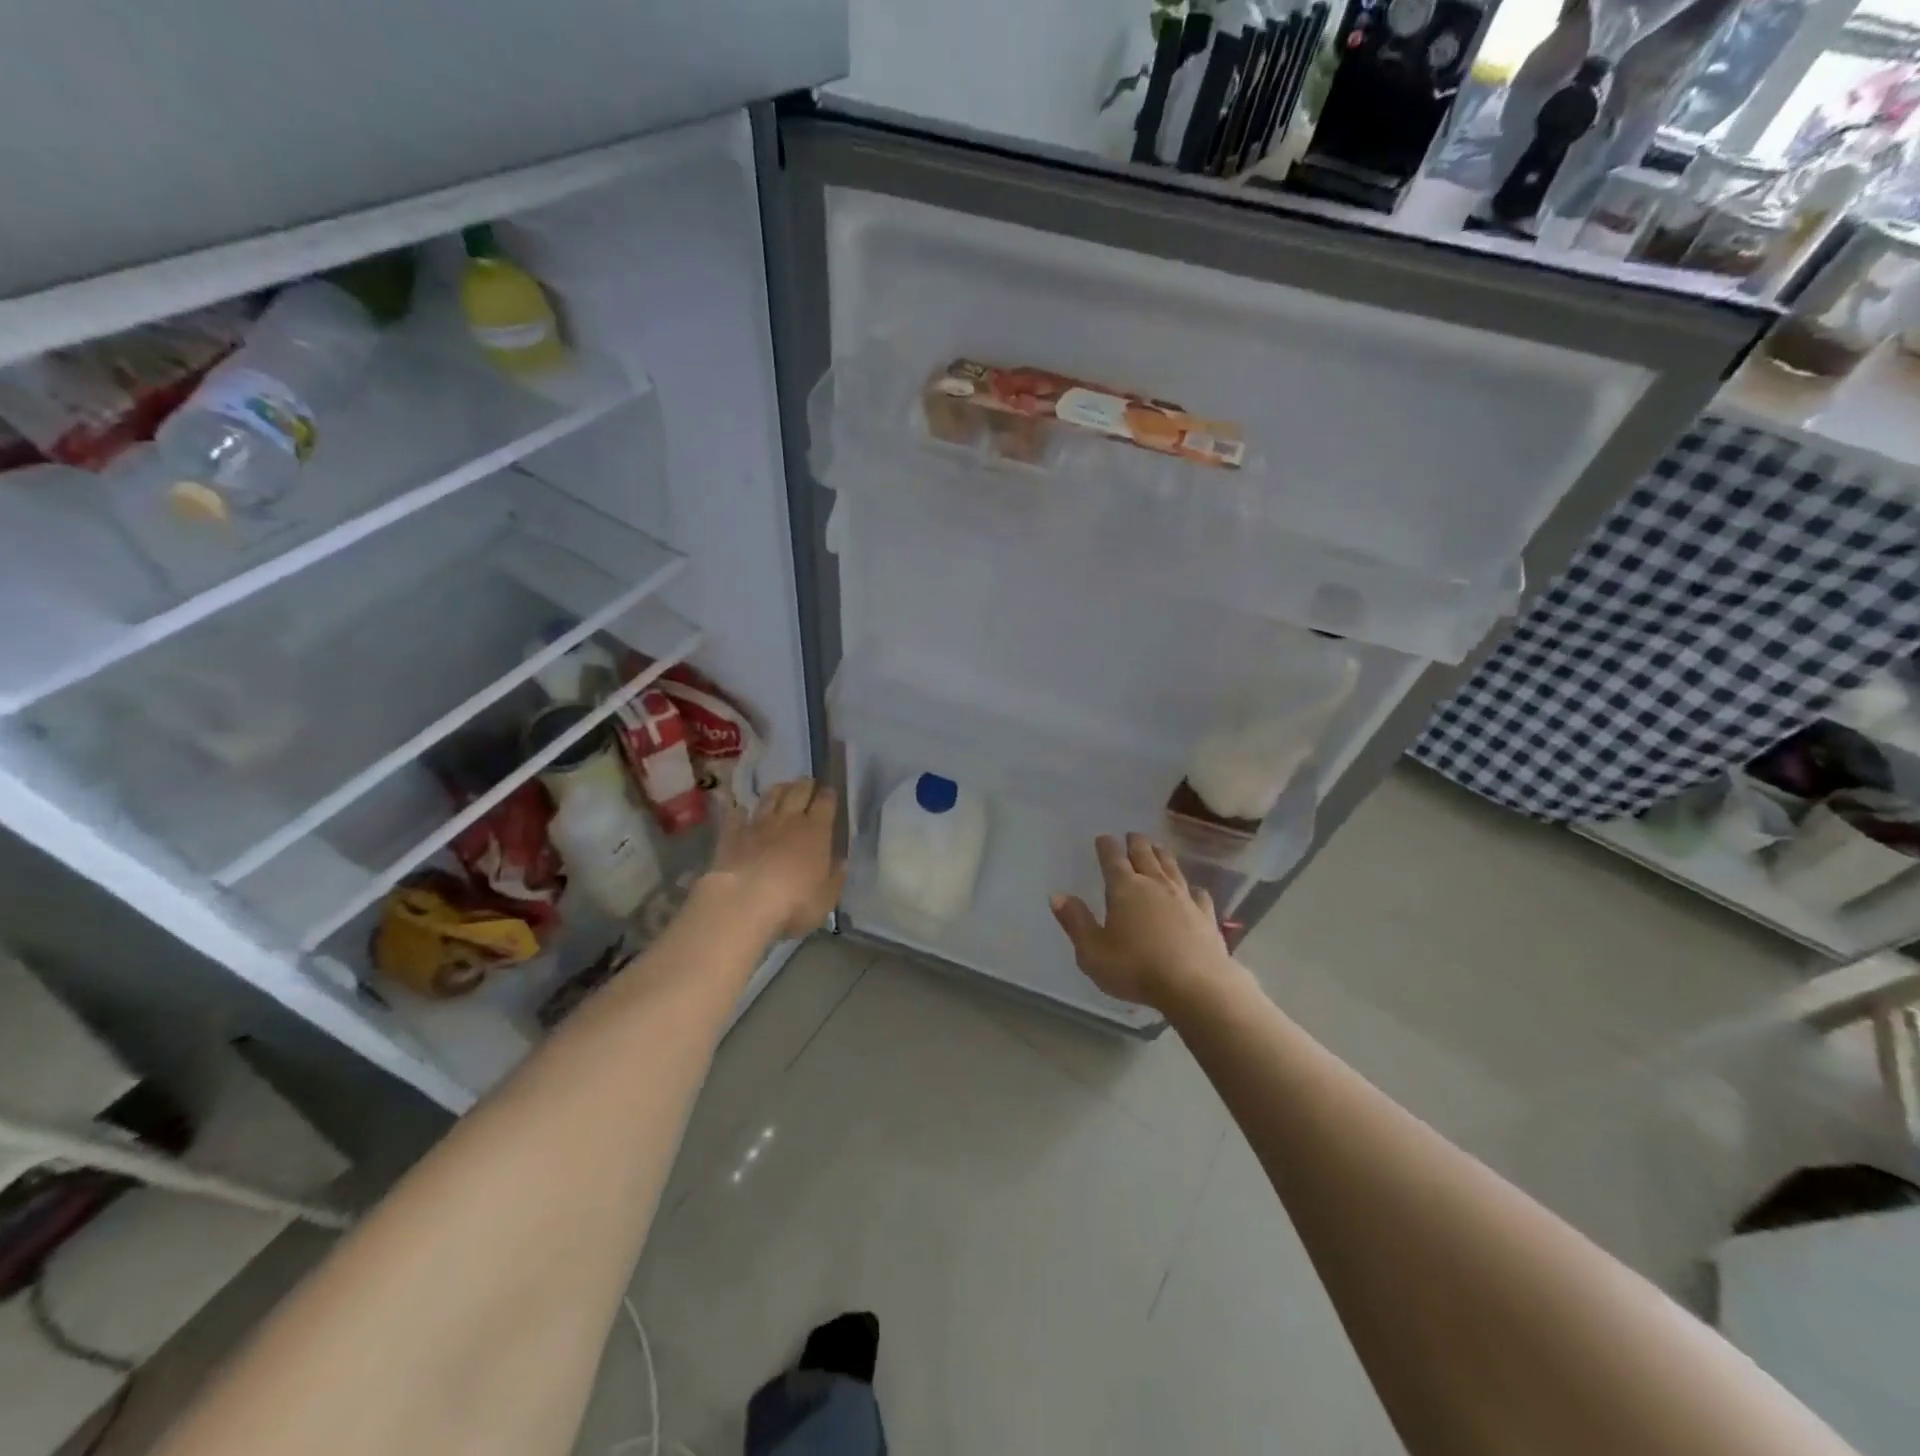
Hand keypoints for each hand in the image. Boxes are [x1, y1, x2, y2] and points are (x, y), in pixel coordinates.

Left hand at [704, 779, 845, 940]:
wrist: (744, 901)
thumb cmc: (794, 902)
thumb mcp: (826, 898)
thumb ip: (835, 878)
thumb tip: (842, 863)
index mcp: (817, 831)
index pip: (825, 803)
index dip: (828, 795)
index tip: (829, 791)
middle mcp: (789, 820)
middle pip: (798, 792)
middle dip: (805, 785)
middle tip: (808, 782)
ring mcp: (758, 824)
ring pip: (770, 797)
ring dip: (778, 790)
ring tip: (782, 787)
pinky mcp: (732, 834)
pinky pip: (736, 815)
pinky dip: (740, 810)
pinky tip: (741, 809)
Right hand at [1050, 833, 1235, 1011]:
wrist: (1195, 986)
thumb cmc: (1136, 968)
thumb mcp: (1092, 951)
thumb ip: (1076, 922)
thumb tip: (1057, 896)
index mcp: (1124, 889)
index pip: (1112, 858)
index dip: (1106, 846)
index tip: (1103, 837)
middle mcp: (1155, 884)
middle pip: (1144, 855)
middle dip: (1136, 843)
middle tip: (1131, 835)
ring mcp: (1184, 898)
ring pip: (1171, 867)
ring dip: (1162, 854)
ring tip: (1157, 847)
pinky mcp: (1206, 915)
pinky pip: (1198, 893)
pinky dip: (1192, 887)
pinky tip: (1193, 890)